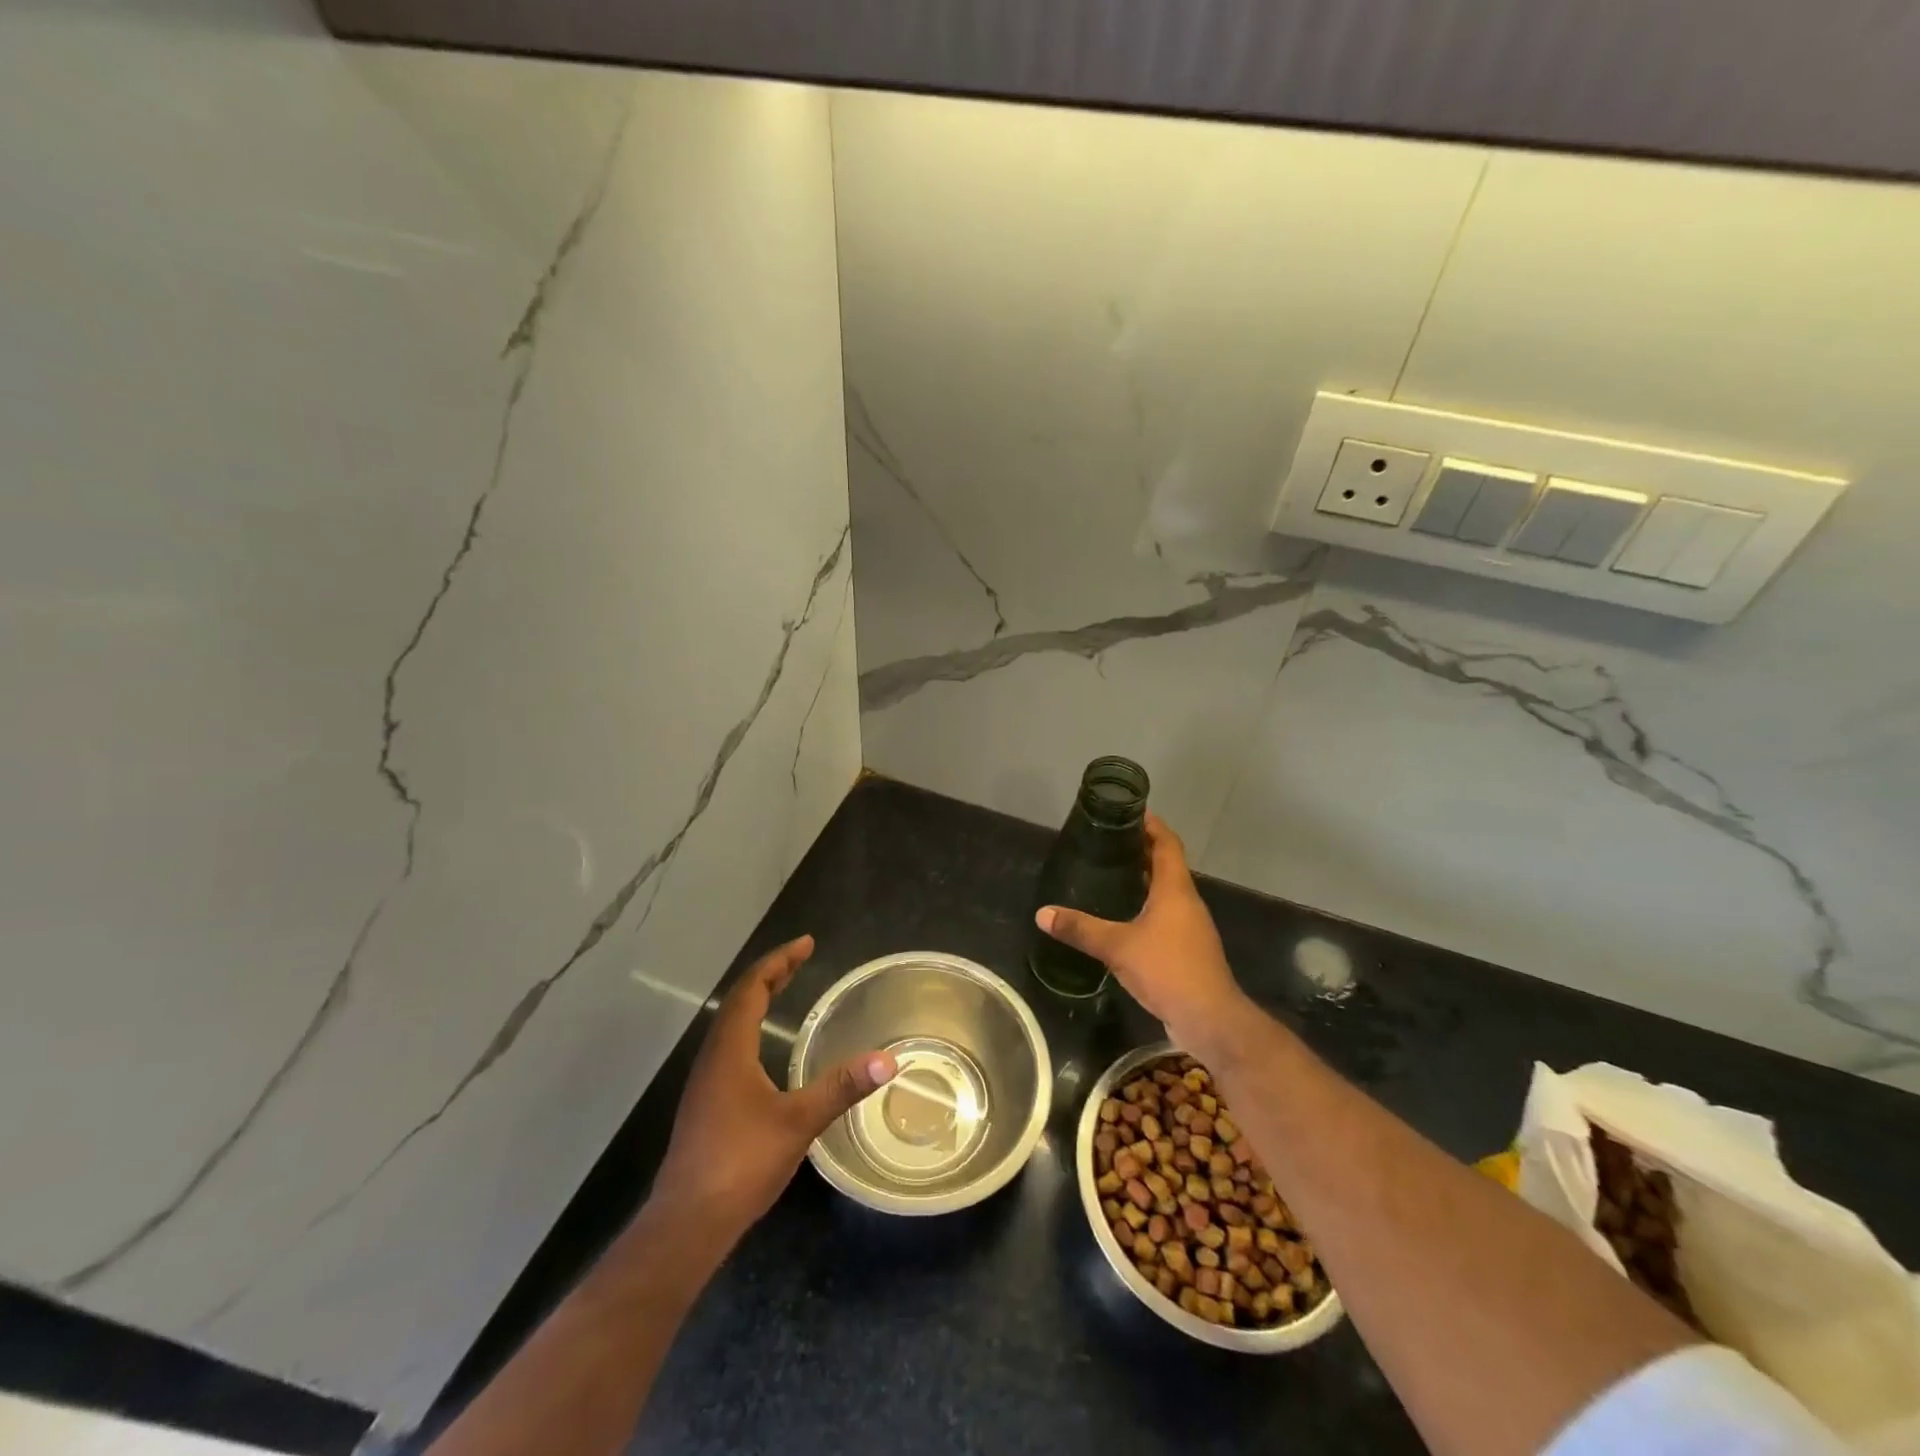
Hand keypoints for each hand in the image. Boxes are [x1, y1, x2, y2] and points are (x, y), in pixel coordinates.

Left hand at [650, 936, 896, 1239]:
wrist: (687, 1224)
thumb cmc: (740, 1163)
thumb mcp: (798, 1122)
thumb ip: (840, 1088)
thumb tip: (887, 1060)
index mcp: (730, 1050)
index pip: (751, 988)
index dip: (779, 961)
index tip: (806, 944)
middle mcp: (713, 1057)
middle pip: (739, 1001)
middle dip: (771, 975)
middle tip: (801, 958)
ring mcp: (706, 1082)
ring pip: (731, 1024)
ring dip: (758, 1000)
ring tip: (785, 990)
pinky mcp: (707, 1105)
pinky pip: (730, 1046)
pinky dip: (752, 1028)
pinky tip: (767, 1050)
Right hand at [1035, 814, 1248, 1052]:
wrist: (1210, 1019)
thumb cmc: (1168, 969)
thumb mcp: (1118, 946)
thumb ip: (1081, 929)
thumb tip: (1042, 914)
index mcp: (1175, 890)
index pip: (1167, 844)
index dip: (1152, 825)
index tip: (1131, 811)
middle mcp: (1186, 902)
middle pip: (1167, 865)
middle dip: (1141, 851)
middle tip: (1109, 842)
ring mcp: (1190, 928)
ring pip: (1166, 892)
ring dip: (1144, 880)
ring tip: (1111, 874)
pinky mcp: (1187, 950)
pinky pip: (1165, 916)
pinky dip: (1146, 907)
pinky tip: (1123, 918)